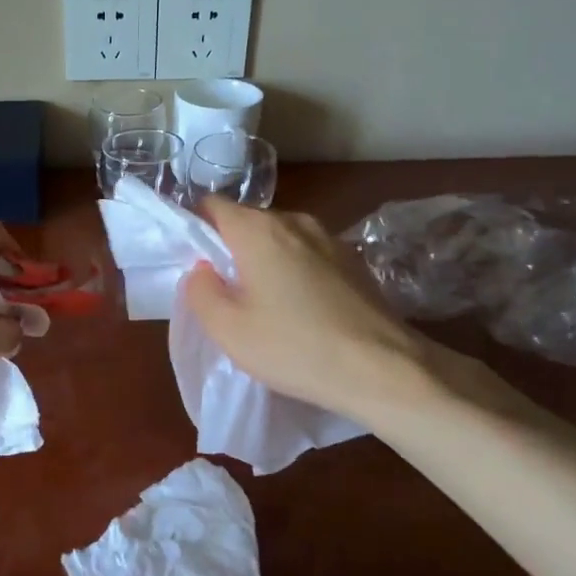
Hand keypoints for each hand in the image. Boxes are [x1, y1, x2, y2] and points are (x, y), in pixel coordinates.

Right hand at [182, 198, 443, 419]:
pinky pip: (308, 258)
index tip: (192, 265)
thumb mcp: (228, 329)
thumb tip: (202, 270)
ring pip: (280, 242)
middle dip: (230, 252)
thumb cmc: (295, 347)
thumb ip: (200, 291)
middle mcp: (296, 222)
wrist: (383, 369)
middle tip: (224, 296)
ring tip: (264, 308)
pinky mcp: (355, 262)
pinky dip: (295, 275)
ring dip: (265, 265)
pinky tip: (301, 314)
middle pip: (248, 224)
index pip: (212, 206)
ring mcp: (331, 240)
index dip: (195, 230)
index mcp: (259, 230)